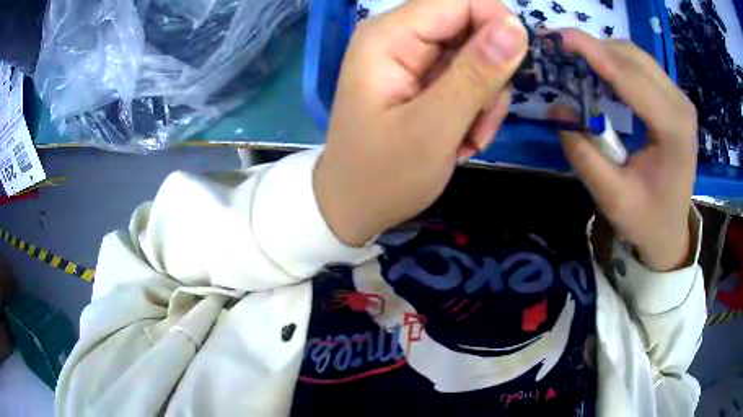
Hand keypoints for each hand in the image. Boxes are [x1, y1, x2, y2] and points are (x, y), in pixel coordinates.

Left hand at [314, 0, 527, 245]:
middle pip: (471, 27)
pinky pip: (467, 77)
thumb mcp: (434, 129)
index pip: (460, 1)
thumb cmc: (383, 176)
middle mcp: (398, 36)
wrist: (353, 206)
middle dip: (489, 74)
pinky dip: (474, 107)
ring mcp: (411, 57)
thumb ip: (476, 75)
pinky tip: (460, 137)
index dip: (497, 25)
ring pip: (476, 55)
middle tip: (479, 120)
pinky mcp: (422, 77)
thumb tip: (516, 26)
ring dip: (484, 98)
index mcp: (389, 36)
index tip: (513, 70)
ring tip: (466, 137)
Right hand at [551, 30, 696, 271]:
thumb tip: (557, 108)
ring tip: (575, 61)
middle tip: (558, 50)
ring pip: (636, 56)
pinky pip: (642, 66)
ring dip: (604, 52)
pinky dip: (617, 62)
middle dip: (593, 47)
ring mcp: (680, 100)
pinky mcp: (675, 100)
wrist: (671, 232)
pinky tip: (600, 73)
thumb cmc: (646, 220)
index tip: (554, 36)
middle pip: (632, 56)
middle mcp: (681, 106)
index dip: (590, 51)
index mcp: (673, 130)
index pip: (628, 75)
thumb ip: (583, 153)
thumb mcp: (611, 197)